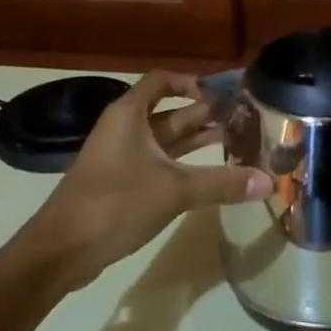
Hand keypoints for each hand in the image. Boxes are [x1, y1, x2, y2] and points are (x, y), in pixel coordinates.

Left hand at [18, 71, 270, 288]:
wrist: (61, 250)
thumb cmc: (114, 204)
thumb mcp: (173, 190)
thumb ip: (221, 184)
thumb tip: (269, 182)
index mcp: (130, 115)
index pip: (163, 81)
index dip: (193, 82)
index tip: (225, 95)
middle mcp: (125, 129)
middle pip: (170, 111)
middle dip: (206, 114)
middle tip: (245, 120)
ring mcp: (122, 157)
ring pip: (166, 141)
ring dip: (197, 140)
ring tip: (237, 142)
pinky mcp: (122, 184)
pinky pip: (159, 164)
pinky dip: (184, 165)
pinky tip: (210, 176)